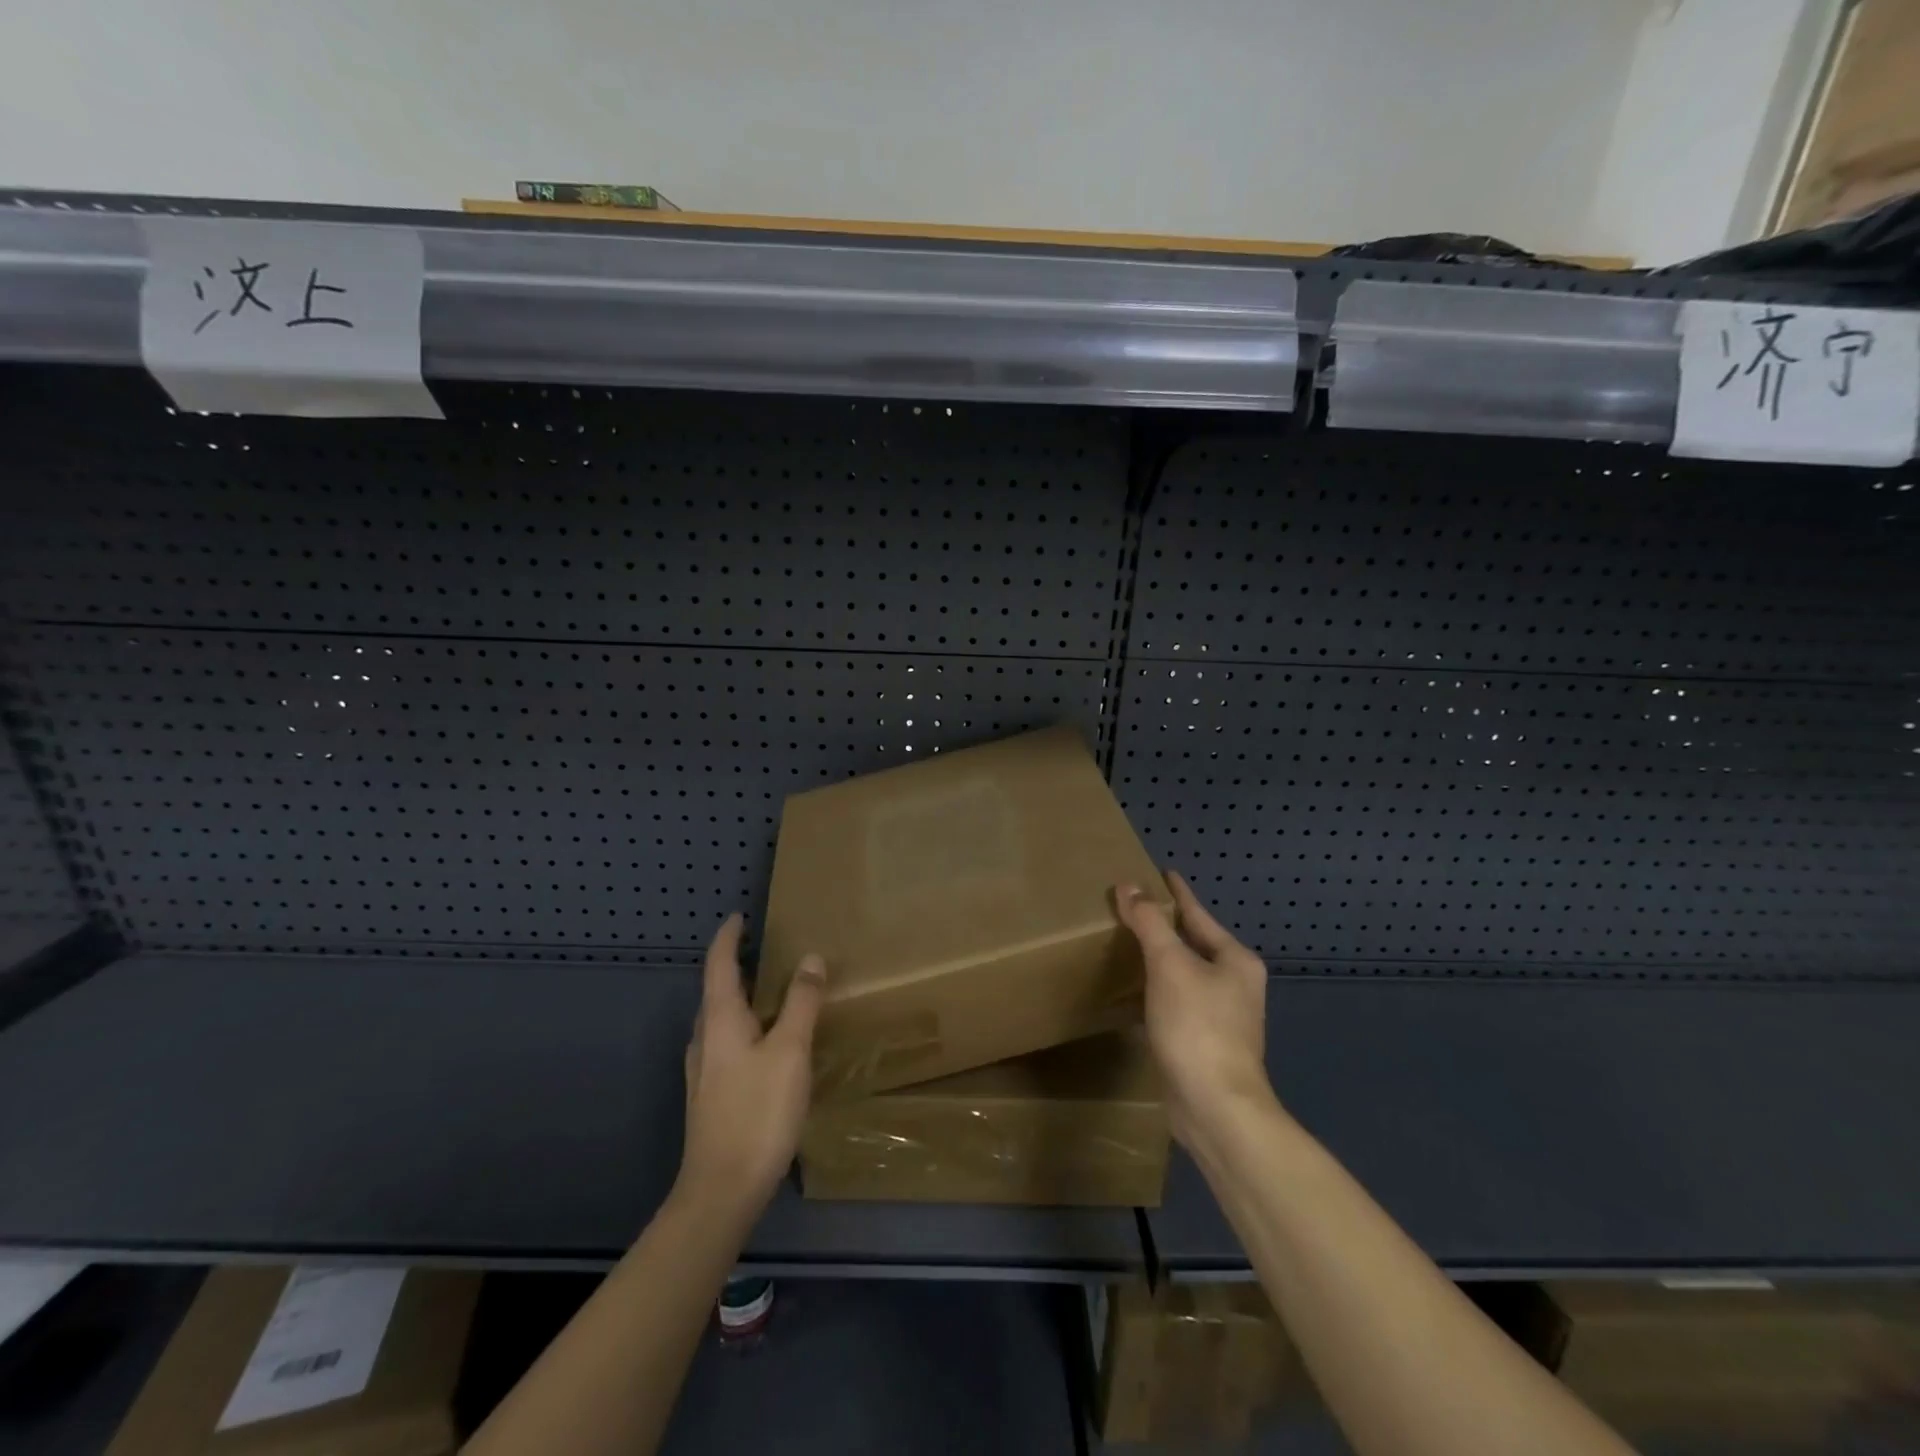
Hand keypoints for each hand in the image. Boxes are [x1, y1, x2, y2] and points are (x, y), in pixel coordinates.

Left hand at [677, 914, 825, 1216]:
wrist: (722, 1190)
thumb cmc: (757, 1111)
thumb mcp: (790, 1050)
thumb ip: (801, 1002)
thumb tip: (810, 957)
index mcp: (719, 1020)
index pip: (719, 964)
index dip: (729, 937)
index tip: (740, 916)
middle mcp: (705, 1039)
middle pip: (718, 990)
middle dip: (738, 966)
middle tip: (769, 951)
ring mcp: (705, 1070)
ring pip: (723, 1019)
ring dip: (744, 997)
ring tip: (775, 991)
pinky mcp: (712, 1095)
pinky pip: (728, 1043)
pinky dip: (748, 1026)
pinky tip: (770, 1042)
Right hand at [1115, 872, 1270, 1150]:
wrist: (1216, 1108)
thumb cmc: (1198, 1027)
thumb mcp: (1170, 965)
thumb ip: (1149, 923)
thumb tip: (1128, 885)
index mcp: (1235, 960)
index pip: (1198, 914)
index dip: (1177, 893)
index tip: (1161, 872)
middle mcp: (1234, 984)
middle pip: (1193, 943)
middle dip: (1164, 926)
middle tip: (1132, 906)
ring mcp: (1221, 1017)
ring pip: (1183, 975)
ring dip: (1157, 960)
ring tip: (1126, 943)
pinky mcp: (1202, 1043)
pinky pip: (1174, 1002)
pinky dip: (1154, 991)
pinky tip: (1130, 991)